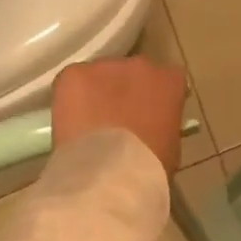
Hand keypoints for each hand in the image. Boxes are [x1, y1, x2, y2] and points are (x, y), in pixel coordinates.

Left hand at [51, 57, 186, 172]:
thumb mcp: (170, 145)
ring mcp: (106, 66)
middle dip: (124, 91)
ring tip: (89, 125)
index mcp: (170, 80)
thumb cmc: (148, 166)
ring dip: (97, 93)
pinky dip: (70, 98)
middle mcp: (141, 65)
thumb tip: (150, 126)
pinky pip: (73, 81)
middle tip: (116, 121)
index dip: (154, 97)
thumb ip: (163, 123)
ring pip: (101, 75)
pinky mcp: (75, 74)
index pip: (166, 79)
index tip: (147, 115)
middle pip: (132, 72)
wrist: (110, 174)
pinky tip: (70, 122)